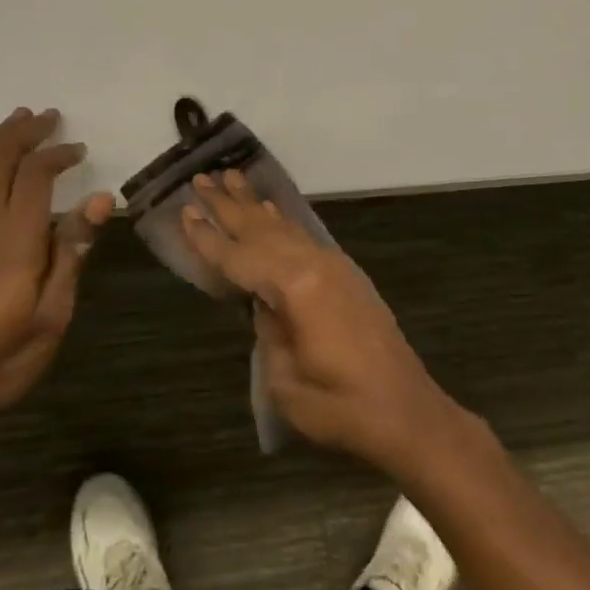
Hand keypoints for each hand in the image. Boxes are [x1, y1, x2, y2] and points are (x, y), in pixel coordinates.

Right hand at [182, 170, 469, 479]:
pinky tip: (270, 213)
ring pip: (284, 227)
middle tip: (200, 178)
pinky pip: (303, 237)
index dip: (208, 237)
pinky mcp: (345, 275)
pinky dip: (281, 222)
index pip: (239, 257)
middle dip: (228, 204)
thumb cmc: (341, 406)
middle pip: (261, 228)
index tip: (184, 210)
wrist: (406, 411)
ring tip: (231, 178)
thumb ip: (268, 331)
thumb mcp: (285, 380)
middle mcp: (315, 264)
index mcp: (296, 286)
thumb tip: (264, 303)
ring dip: (254, 205)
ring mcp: (334, 265)